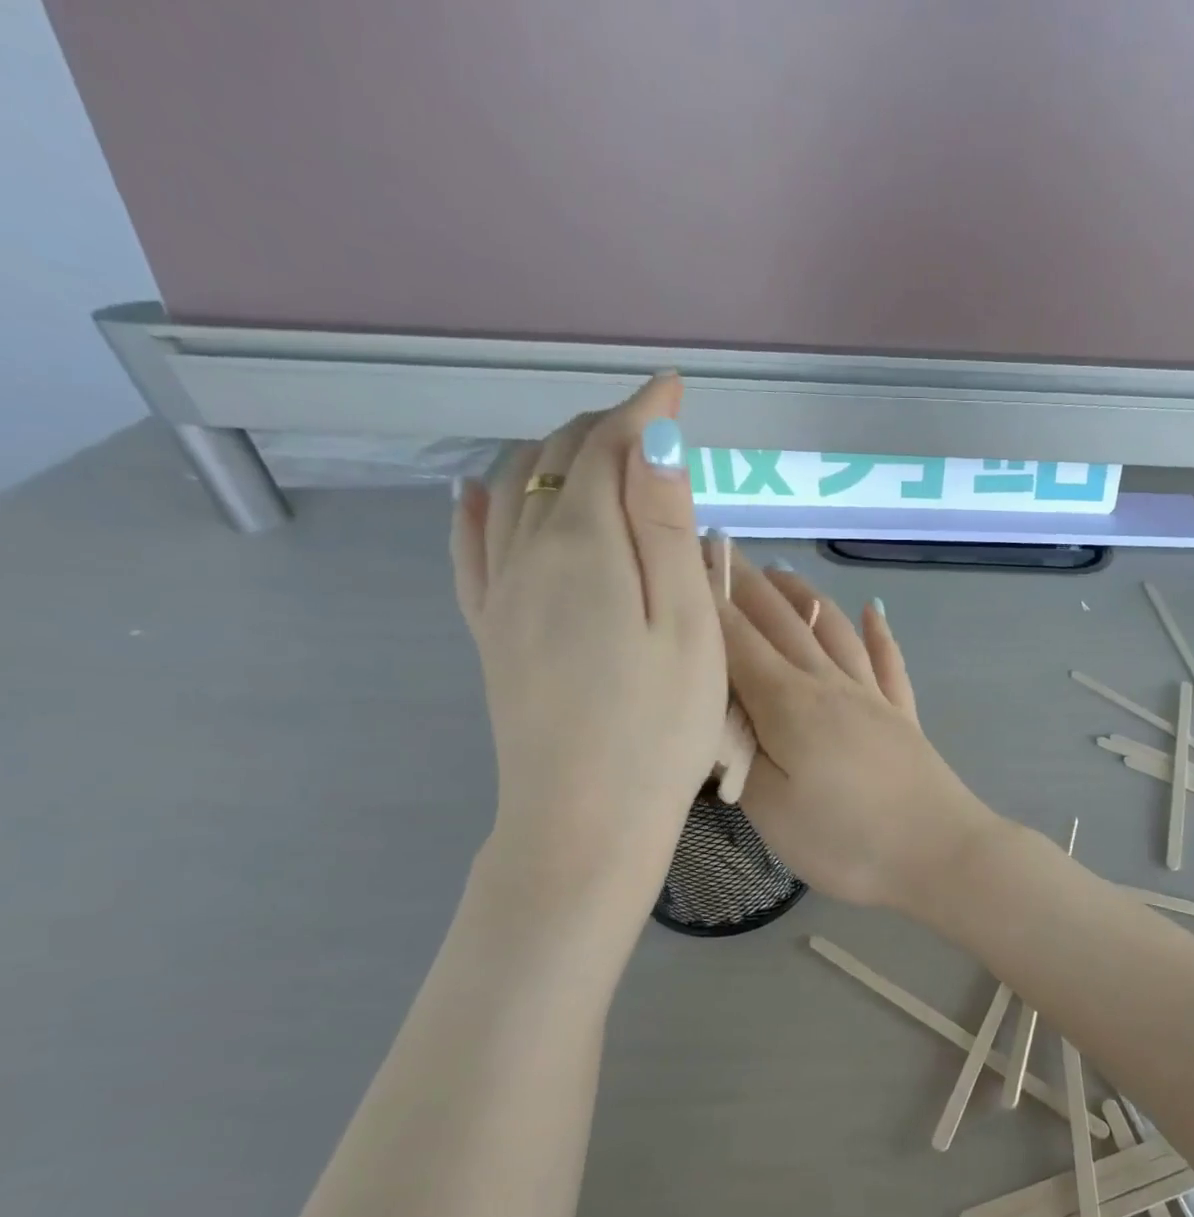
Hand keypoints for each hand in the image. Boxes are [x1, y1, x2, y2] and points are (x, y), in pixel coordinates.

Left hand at [450, 376, 726, 900]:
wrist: (585, 818)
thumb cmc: (659, 726)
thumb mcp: (687, 626)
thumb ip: (665, 530)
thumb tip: (653, 443)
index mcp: (586, 548)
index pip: (607, 450)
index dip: (643, 412)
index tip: (675, 387)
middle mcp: (530, 555)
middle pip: (555, 463)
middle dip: (602, 429)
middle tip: (651, 425)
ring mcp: (501, 595)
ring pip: (512, 493)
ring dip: (552, 457)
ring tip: (592, 450)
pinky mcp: (492, 632)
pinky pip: (472, 548)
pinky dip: (481, 507)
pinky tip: (480, 496)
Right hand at [717, 557, 998, 908]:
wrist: (941, 854)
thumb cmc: (848, 840)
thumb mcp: (771, 810)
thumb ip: (737, 755)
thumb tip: (714, 715)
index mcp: (789, 703)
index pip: (736, 639)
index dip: (705, 599)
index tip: (678, 560)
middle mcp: (831, 685)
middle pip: (784, 622)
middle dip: (745, 583)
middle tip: (717, 548)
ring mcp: (873, 698)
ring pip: (834, 630)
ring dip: (805, 596)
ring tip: (780, 571)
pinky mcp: (904, 717)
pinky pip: (889, 663)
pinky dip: (879, 634)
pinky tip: (876, 612)